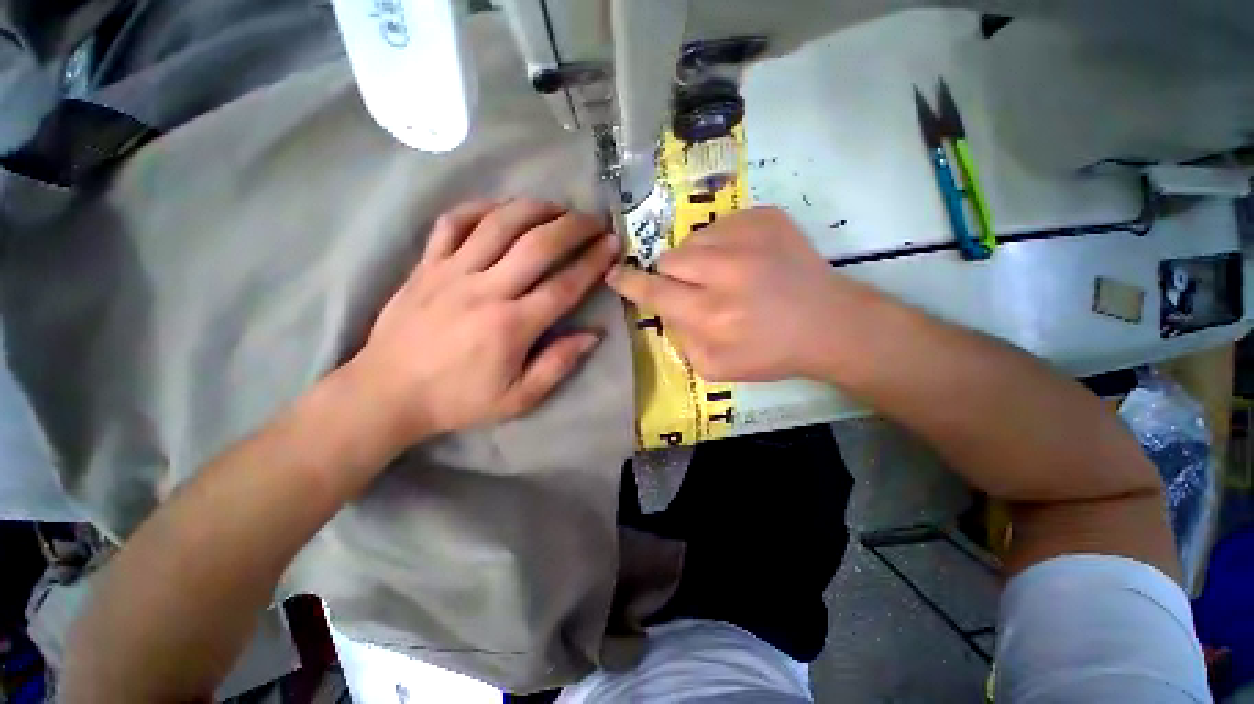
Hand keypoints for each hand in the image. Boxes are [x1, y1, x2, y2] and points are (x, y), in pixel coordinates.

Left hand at [346, 199, 618, 447]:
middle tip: (594, 220)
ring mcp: (452, 272)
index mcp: (512, 326)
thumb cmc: (459, 399)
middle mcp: (486, 290)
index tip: (612, 245)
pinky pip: (453, 223)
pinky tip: (501, 208)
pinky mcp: (426, 265)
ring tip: (557, 207)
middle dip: (573, 227)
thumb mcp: (518, 398)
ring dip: (534, 209)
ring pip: (499, 224)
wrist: (388, 393)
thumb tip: (592, 335)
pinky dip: (480, 208)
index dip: (593, 262)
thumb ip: (558, 365)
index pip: (564, 285)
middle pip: (538, 245)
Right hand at [607, 207, 879, 381]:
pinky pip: (722, 224)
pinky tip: (745, 261)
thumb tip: (667, 311)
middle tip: (695, 288)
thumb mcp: (715, 367)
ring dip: (698, 259)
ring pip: (693, 239)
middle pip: (669, 258)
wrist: (829, 323)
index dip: (629, 282)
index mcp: (711, 314)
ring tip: (723, 275)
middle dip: (672, 275)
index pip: (653, 290)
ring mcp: (748, 237)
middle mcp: (725, 271)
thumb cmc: (771, 353)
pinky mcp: (766, 217)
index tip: (614, 274)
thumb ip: (680, 340)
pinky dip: (723, 243)